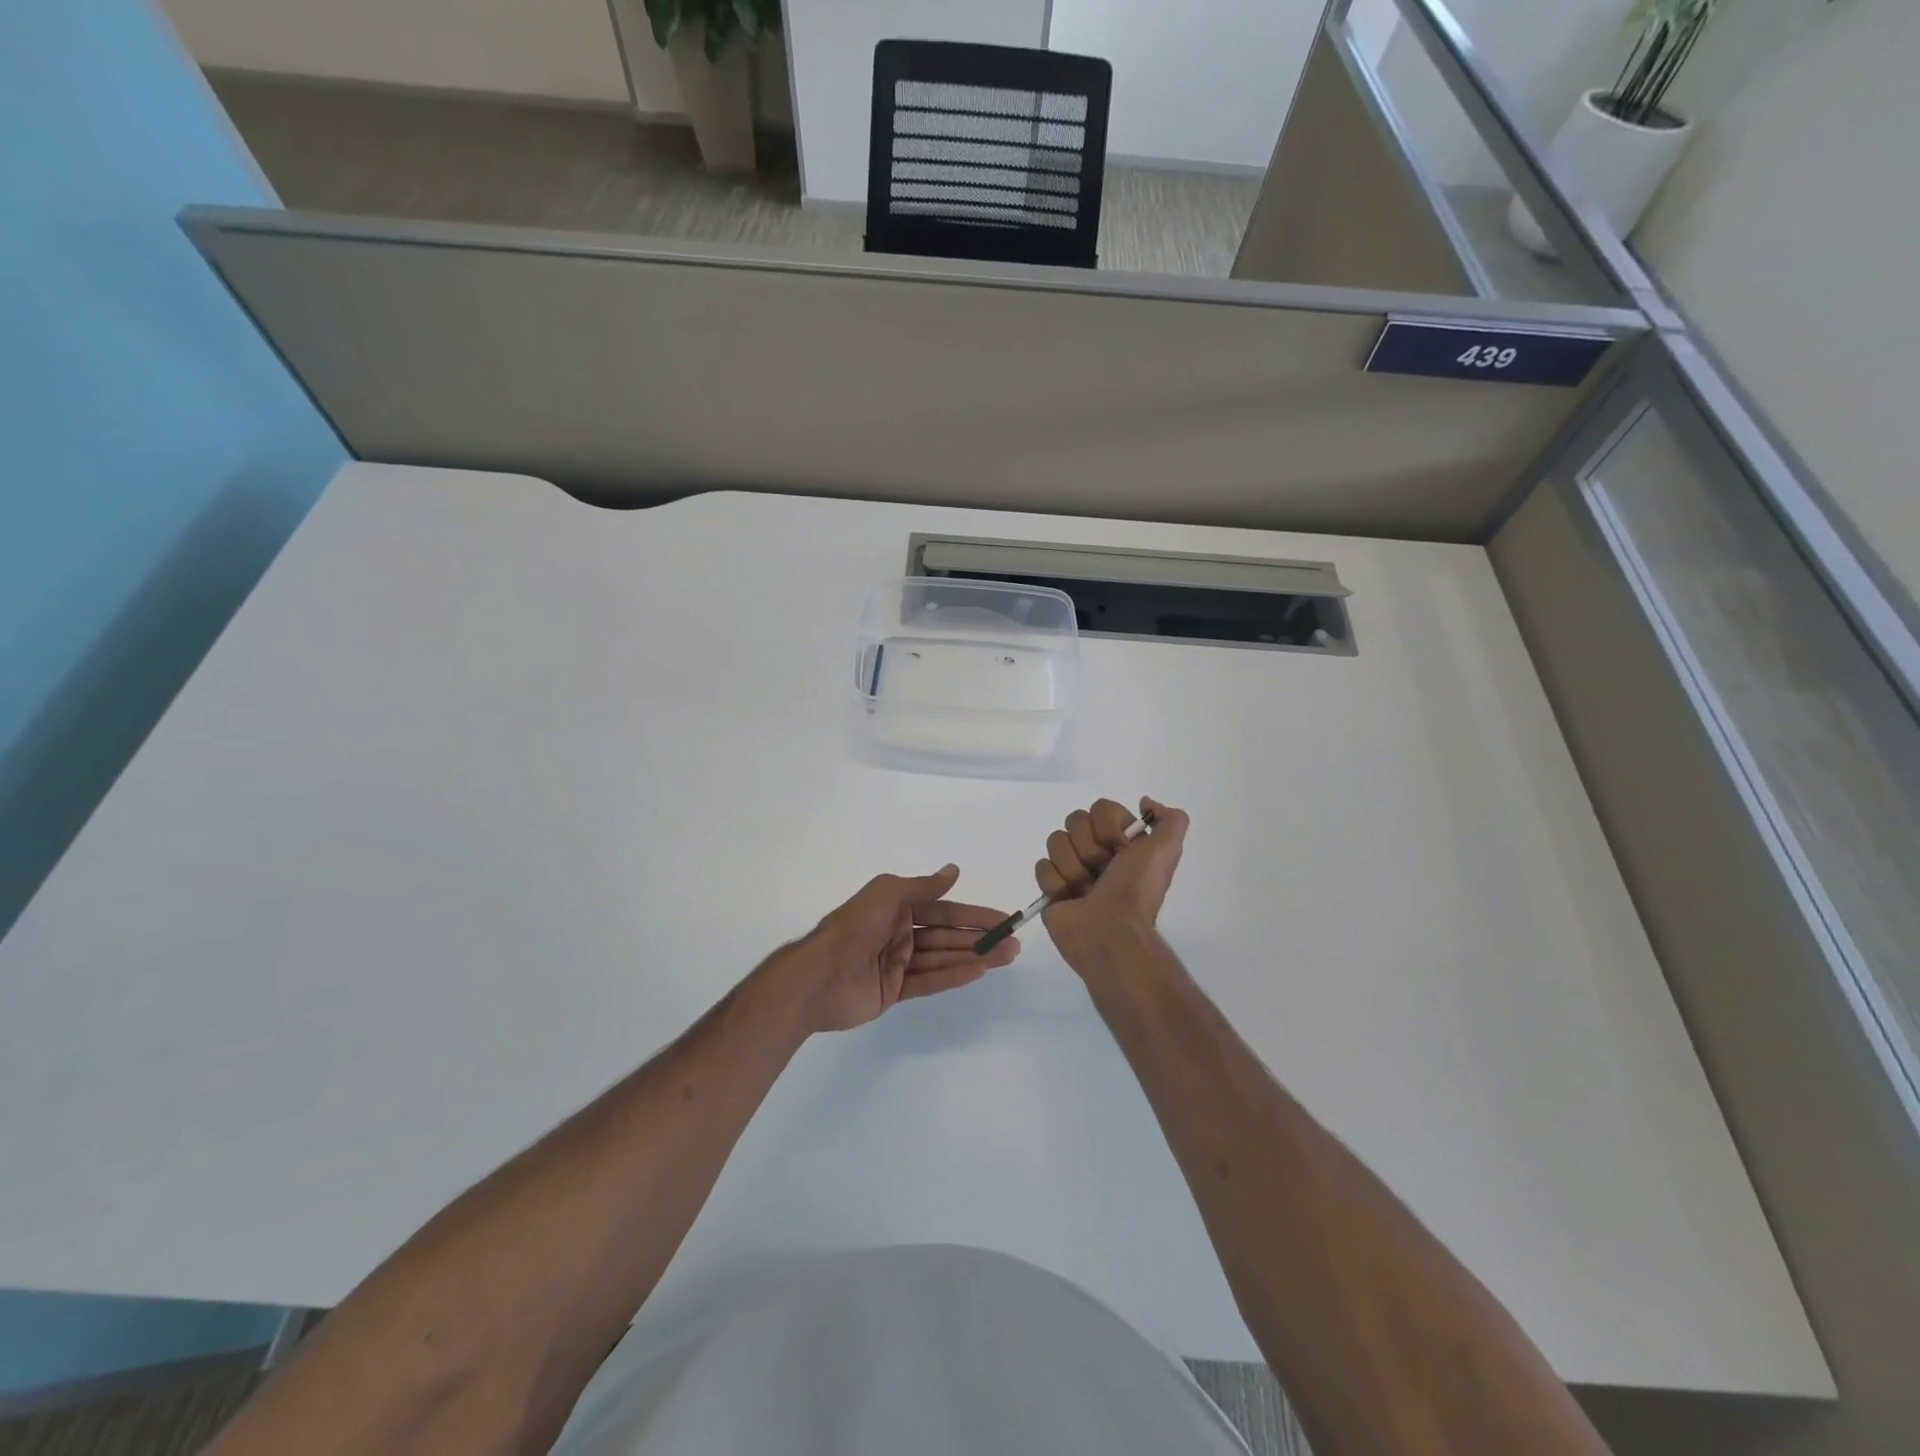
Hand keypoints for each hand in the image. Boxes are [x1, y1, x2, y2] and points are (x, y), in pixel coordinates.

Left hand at [783, 866, 1019, 1033]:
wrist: (818, 975)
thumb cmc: (854, 927)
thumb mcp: (888, 894)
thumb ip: (923, 887)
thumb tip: (954, 870)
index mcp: (895, 907)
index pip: (943, 909)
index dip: (973, 913)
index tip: (1002, 919)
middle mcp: (899, 932)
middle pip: (947, 934)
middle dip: (979, 937)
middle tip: (1013, 942)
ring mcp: (897, 963)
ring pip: (942, 957)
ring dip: (974, 956)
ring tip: (1006, 957)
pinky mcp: (893, 990)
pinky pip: (929, 980)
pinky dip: (954, 975)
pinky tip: (978, 971)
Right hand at [1036, 797, 1188, 976]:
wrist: (1111, 932)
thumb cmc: (1136, 890)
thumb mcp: (1167, 850)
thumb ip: (1171, 820)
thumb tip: (1145, 802)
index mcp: (1122, 841)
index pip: (1100, 808)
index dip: (1109, 827)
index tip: (1121, 848)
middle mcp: (1096, 851)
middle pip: (1075, 820)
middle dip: (1090, 848)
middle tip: (1102, 871)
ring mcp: (1071, 868)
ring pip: (1056, 841)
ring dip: (1074, 868)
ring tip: (1086, 890)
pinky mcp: (1050, 888)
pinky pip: (1042, 867)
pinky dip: (1057, 884)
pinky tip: (1070, 899)